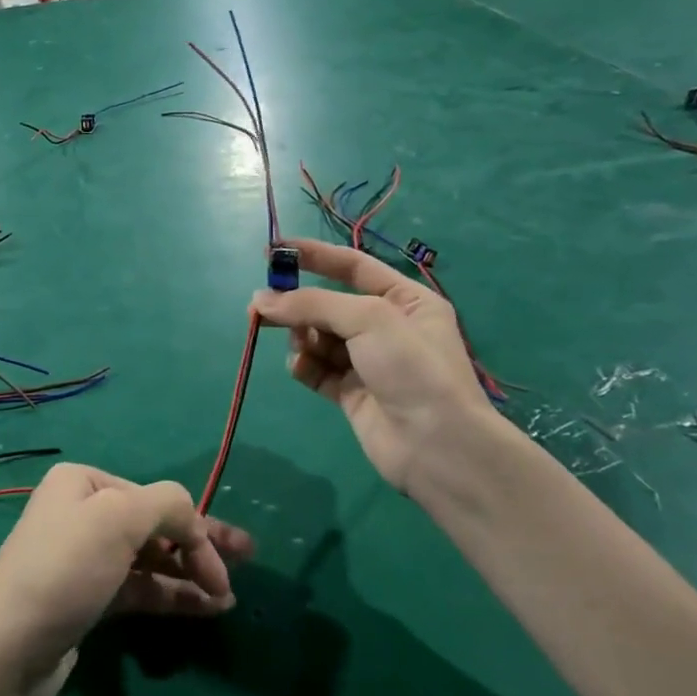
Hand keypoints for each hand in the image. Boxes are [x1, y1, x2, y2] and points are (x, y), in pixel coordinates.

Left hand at [0, 463, 253, 695]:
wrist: (6, 651)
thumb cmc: (65, 570)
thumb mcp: (119, 519)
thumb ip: (168, 505)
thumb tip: (194, 522)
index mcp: (83, 482)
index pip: (155, 497)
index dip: (196, 527)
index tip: (225, 564)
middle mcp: (82, 512)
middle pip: (155, 524)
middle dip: (199, 543)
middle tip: (247, 556)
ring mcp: (84, 559)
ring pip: (150, 559)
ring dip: (189, 574)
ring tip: (227, 598)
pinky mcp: (87, 600)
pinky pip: (138, 588)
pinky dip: (169, 595)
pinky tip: (203, 609)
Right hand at [249, 238, 496, 500]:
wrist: (437, 445)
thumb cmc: (412, 368)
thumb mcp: (367, 319)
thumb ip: (312, 303)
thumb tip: (261, 300)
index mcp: (405, 300)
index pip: (352, 266)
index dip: (313, 255)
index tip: (273, 250)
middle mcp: (386, 327)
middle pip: (328, 303)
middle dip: (297, 304)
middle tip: (260, 307)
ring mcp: (367, 361)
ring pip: (318, 337)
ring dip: (302, 337)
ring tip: (299, 345)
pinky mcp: (350, 392)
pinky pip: (316, 368)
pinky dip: (304, 365)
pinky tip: (301, 367)